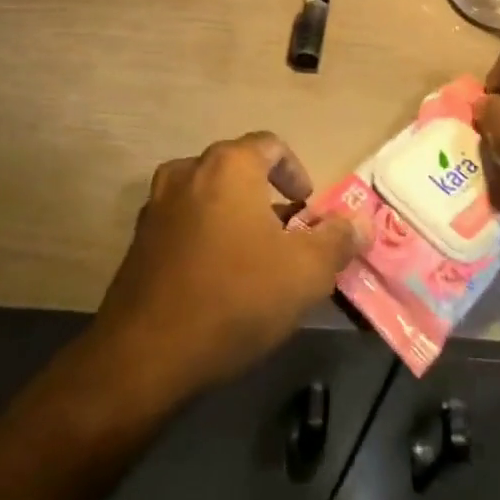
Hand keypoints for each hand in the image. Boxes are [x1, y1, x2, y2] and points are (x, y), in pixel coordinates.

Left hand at [93, 132, 364, 403]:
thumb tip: (361, 222)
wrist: (145, 354)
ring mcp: (157, 205)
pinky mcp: (138, 240)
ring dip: (234, 214)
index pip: (270, 145)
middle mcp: (188, 172)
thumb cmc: (235, 298)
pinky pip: (183, 222)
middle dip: (266, 195)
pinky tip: (218, 277)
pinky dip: (205, 235)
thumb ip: (338, 240)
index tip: (308, 206)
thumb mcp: (305, 272)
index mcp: (229, 166)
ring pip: (208, 195)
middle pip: (237, 169)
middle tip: (287, 234)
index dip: (295, 171)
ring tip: (254, 255)